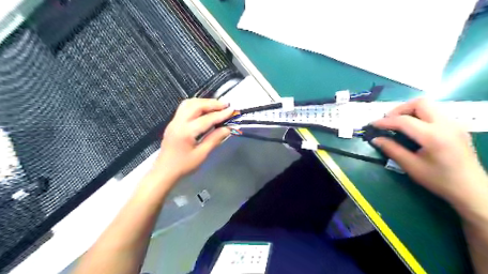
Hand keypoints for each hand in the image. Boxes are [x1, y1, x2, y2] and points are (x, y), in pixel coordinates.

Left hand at [151, 97, 234, 183]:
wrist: (164, 172)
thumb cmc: (183, 166)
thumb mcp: (201, 154)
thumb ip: (214, 139)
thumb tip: (227, 128)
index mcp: (186, 132)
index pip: (206, 119)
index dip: (221, 114)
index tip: (232, 110)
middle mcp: (178, 122)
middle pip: (196, 105)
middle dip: (212, 103)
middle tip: (225, 105)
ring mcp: (174, 121)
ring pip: (189, 103)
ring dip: (203, 102)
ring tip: (216, 105)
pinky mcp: (173, 123)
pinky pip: (185, 108)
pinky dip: (196, 105)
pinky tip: (204, 110)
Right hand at [372, 99, 485, 209]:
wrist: (471, 189)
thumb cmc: (439, 180)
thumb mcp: (411, 166)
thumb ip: (392, 149)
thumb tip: (375, 139)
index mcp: (433, 136)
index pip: (404, 121)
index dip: (385, 122)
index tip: (372, 125)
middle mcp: (446, 125)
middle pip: (420, 103)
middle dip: (399, 109)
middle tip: (388, 121)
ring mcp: (454, 124)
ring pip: (428, 105)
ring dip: (409, 111)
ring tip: (398, 123)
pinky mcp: (456, 126)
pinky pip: (435, 112)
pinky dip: (419, 115)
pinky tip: (413, 128)